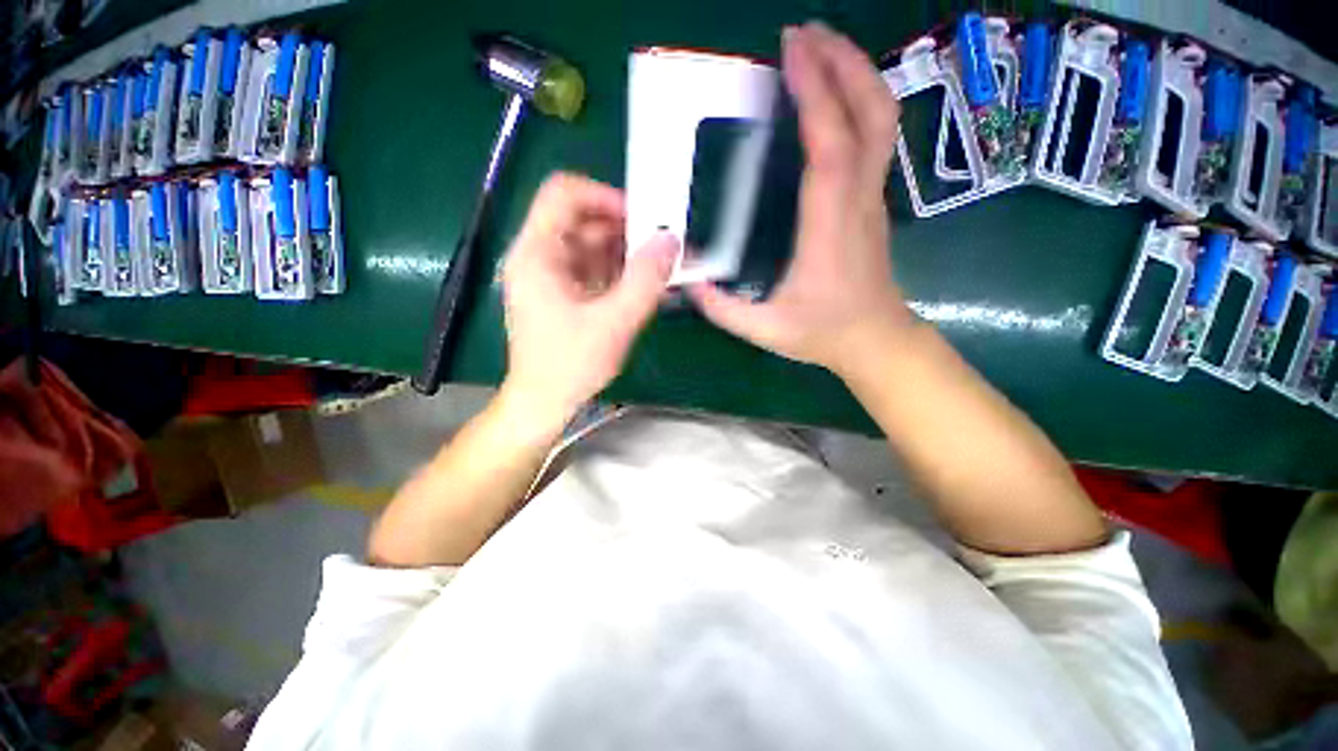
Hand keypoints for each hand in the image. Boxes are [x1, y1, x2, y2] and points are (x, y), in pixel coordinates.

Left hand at [500, 173, 678, 428]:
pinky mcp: (567, 293)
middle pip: (585, 221)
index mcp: (537, 254)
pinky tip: (648, 287)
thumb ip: (645, 280)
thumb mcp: (613, 323)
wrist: (544, 402)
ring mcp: (554, 276)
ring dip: (629, 254)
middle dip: (627, 231)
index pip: (565, 194)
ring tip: (662, 270)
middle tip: (662, 247)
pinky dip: (622, 274)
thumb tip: (671, 241)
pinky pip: (597, 270)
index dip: (604, 196)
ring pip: (595, 246)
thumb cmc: (570, 365)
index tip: (642, 218)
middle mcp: (541, 257)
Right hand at [687, 22, 913, 375]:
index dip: (816, 91)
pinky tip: (830, 98)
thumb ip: (721, 308)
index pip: (831, 145)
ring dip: (854, 75)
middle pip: (870, 113)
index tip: (791, 50)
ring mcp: (871, 197)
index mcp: (830, 226)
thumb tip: (687, 279)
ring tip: (819, 50)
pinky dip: (855, 103)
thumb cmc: (822, 334)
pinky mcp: (871, 201)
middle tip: (804, 34)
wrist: (873, 340)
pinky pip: (873, 138)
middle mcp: (857, 200)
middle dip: (842, 62)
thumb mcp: (764, 329)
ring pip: (881, 120)